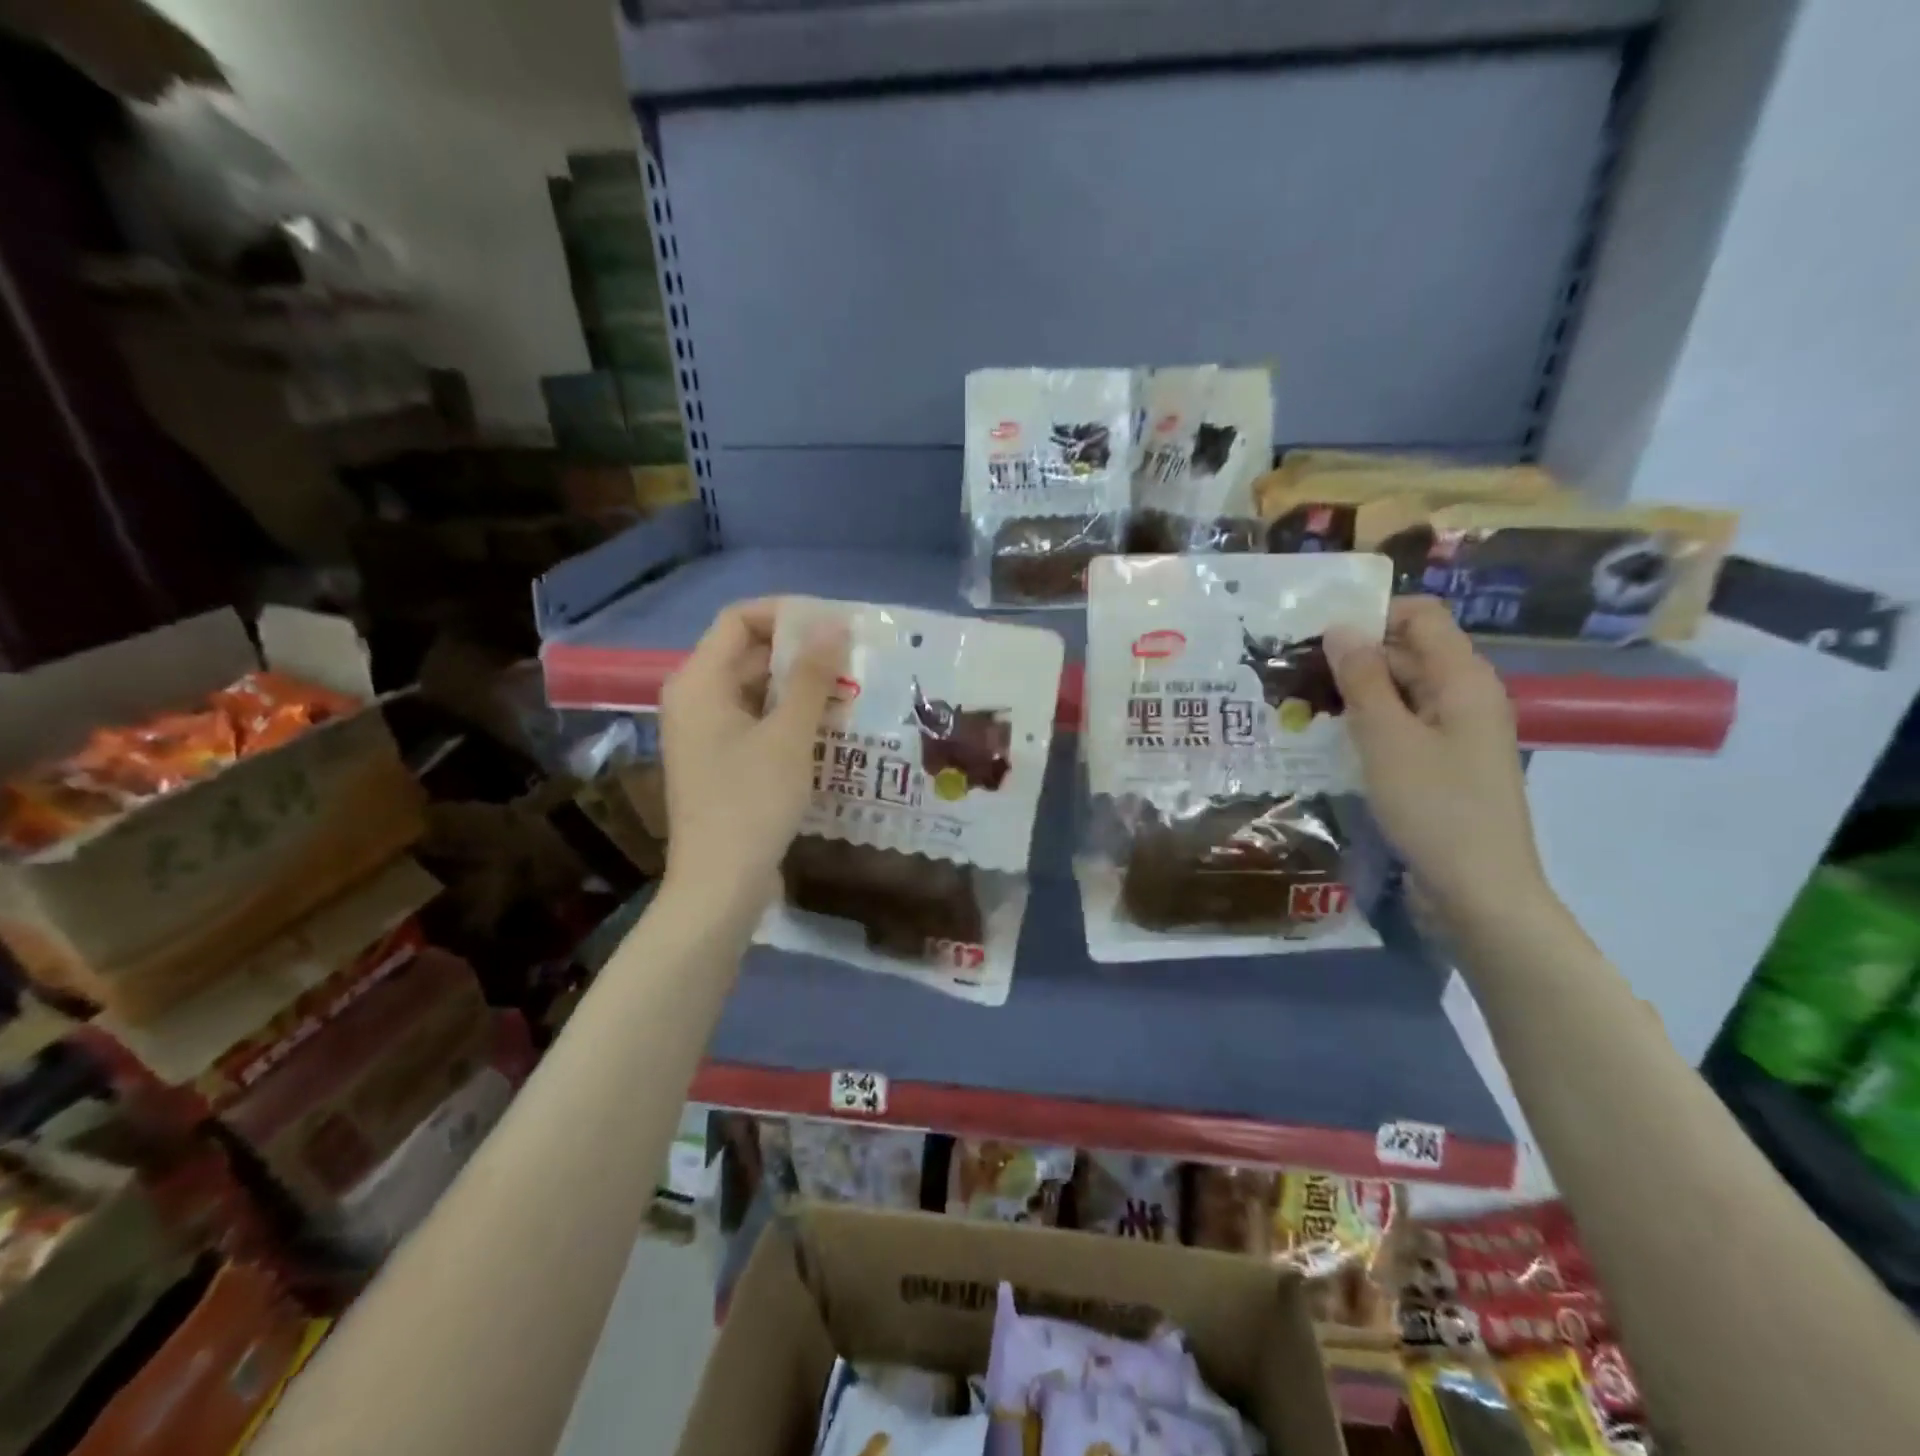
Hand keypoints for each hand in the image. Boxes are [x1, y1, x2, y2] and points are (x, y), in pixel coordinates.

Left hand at [659, 598, 845, 917]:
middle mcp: (697, 699)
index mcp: (699, 682)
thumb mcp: (789, 735)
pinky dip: (792, 716)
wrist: (721, 886)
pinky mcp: (724, 760)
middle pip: (749, 653)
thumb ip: (812, 676)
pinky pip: (759, 720)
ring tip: (853, 689)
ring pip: (758, 689)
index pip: (739, 619)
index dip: (787, 613)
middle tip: (855, 657)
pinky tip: (833, 725)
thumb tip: (834, 625)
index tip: (835, 625)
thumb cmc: (752, 803)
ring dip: (802, 686)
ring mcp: (708, 732)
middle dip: (801, 651)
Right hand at [1324, 598, 1549, 927]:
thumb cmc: (1435, 807)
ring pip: (1403, 692)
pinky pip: (1405, 725)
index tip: (1317, 634)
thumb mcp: (1387, 738)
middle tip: (1294, 672)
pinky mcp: (1445, 764)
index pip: (1422, 616)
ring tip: (1302, 703)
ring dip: (1357, 692)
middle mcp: (1467, 697)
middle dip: (1355, 655)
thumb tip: (1340, 627)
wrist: (1479, 890)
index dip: (1372, 615)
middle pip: (1410, 652)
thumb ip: (1362, 679)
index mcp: (1464, 680)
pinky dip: (1371, 723)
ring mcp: (1458, 733)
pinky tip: (1332, 739)